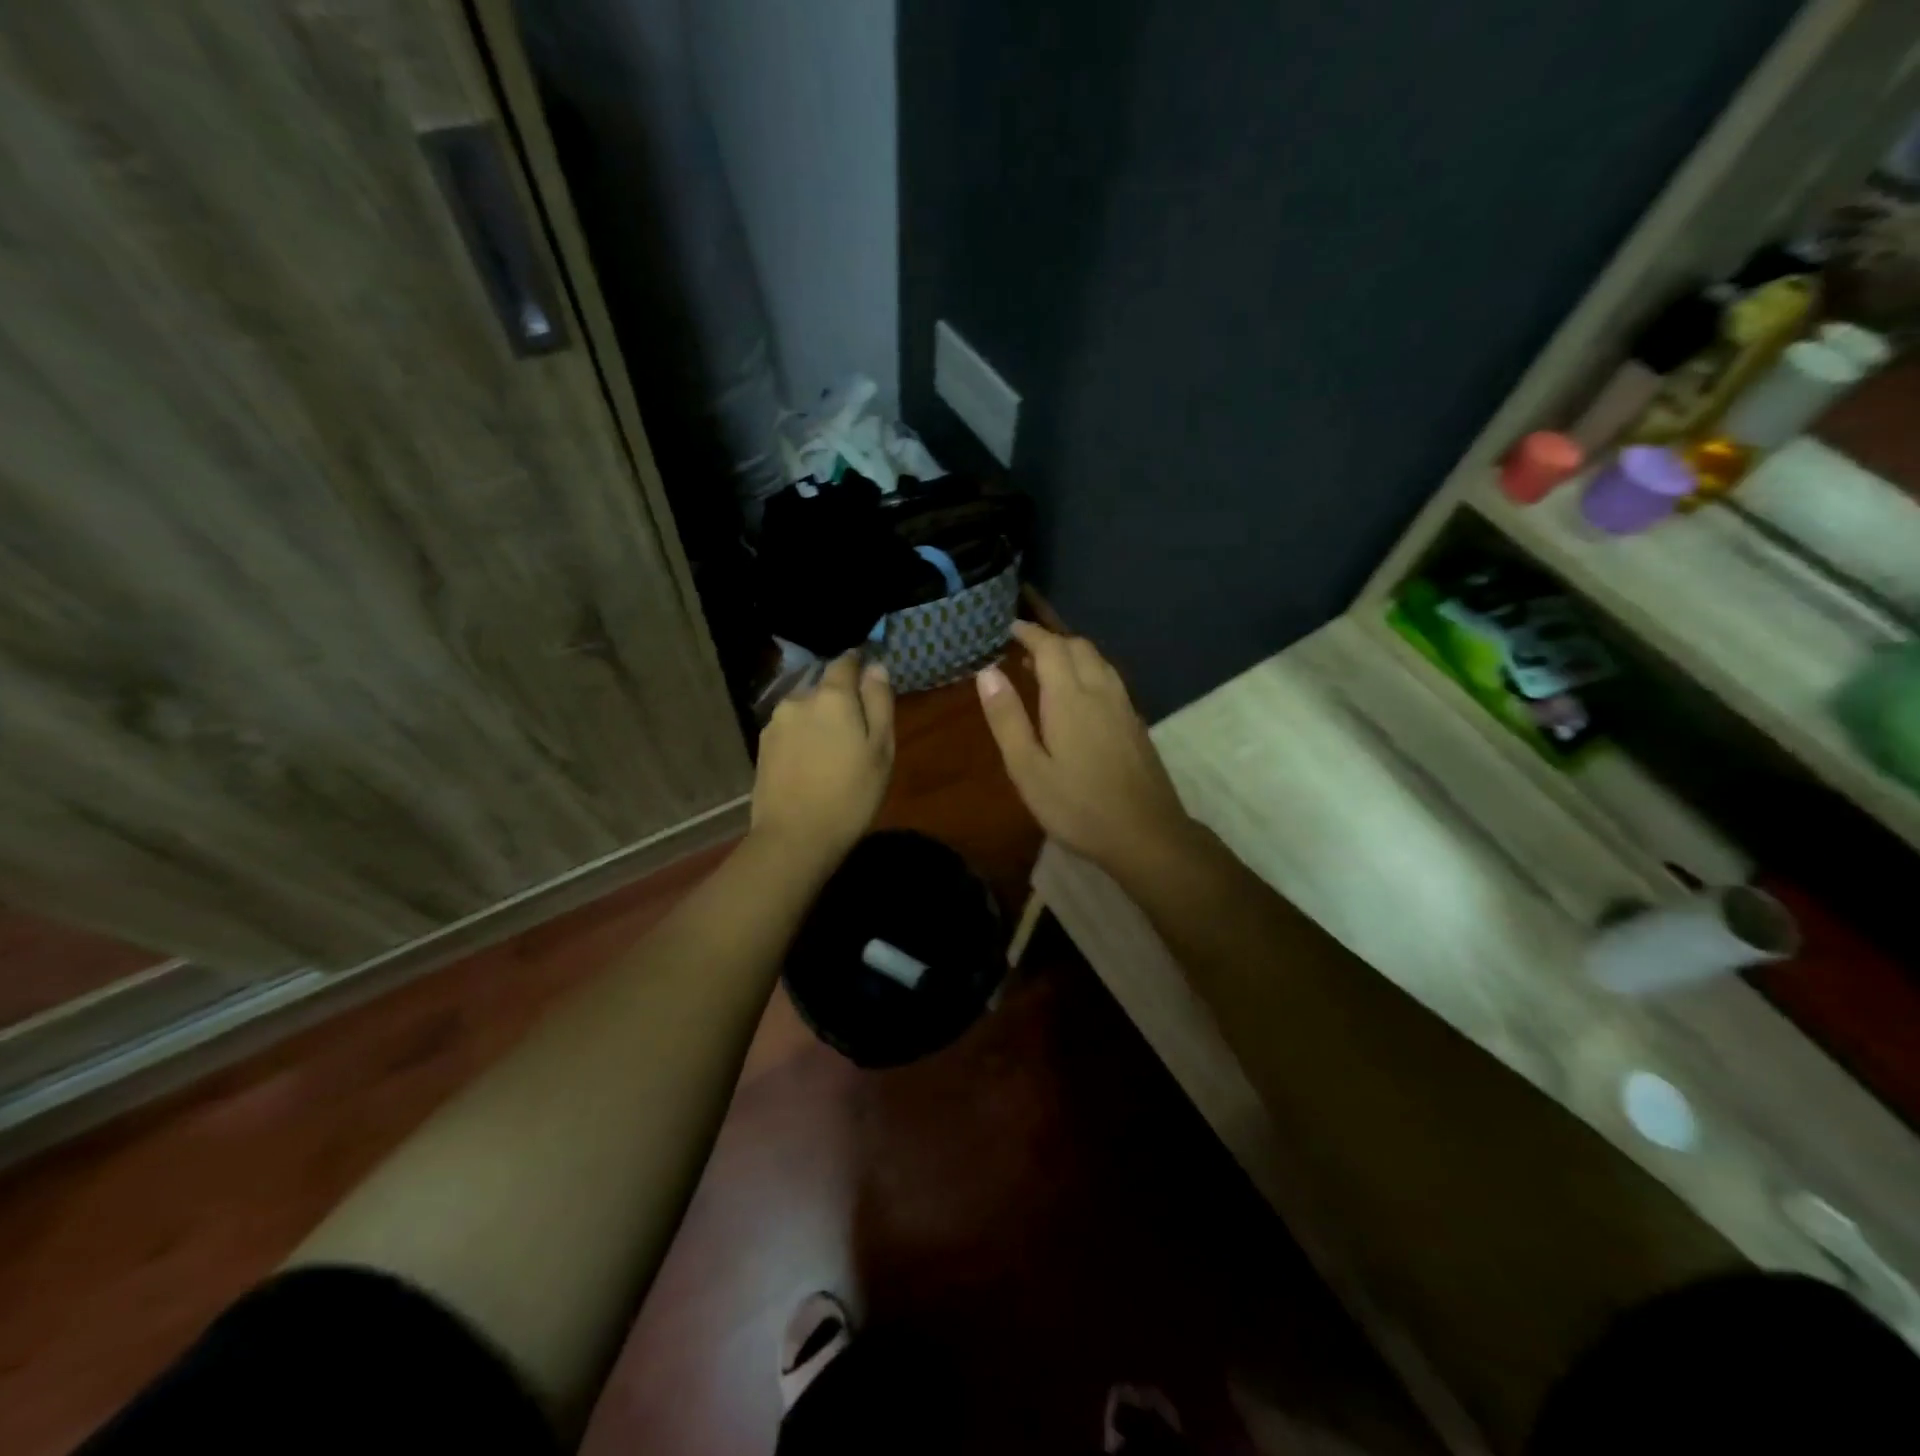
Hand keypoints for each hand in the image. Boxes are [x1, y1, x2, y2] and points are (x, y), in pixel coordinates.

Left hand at [751, 653, 894, 867]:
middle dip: (840, 701)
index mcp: (832, 696)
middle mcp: (799, 699)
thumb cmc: (851, 795)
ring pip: (805, 709)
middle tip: (857, 733)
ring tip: (832, 753)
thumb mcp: (881, 749)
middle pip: (824, 687)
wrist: (794, 837)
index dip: (859, 665)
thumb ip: (879, 702)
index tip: (870, 681)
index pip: (845, 662)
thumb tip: (875, 667)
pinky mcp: (762, 746)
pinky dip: (803, 738)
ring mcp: (776, 723)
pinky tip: (811, 765)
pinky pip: (791, 730)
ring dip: (819, 720)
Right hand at [976, 622, 1192, 869]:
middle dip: (1050, 640)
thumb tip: (987, 671)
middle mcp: (1101, 691)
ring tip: (1046, 668)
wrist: (1146, 834)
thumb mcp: (1028, 769)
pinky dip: (1089, 671)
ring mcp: (1124, 706)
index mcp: (1070, 698)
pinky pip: (1110, 679)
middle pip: (1078, 647)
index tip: (1007, 628)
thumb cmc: (1078, 806)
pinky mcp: (1136, 723)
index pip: (1049, 647)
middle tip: (1022, 649)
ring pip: (1099, 661)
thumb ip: (1007, 718)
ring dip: (1072, 654)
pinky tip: (1079, 697)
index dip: (1028, 633)